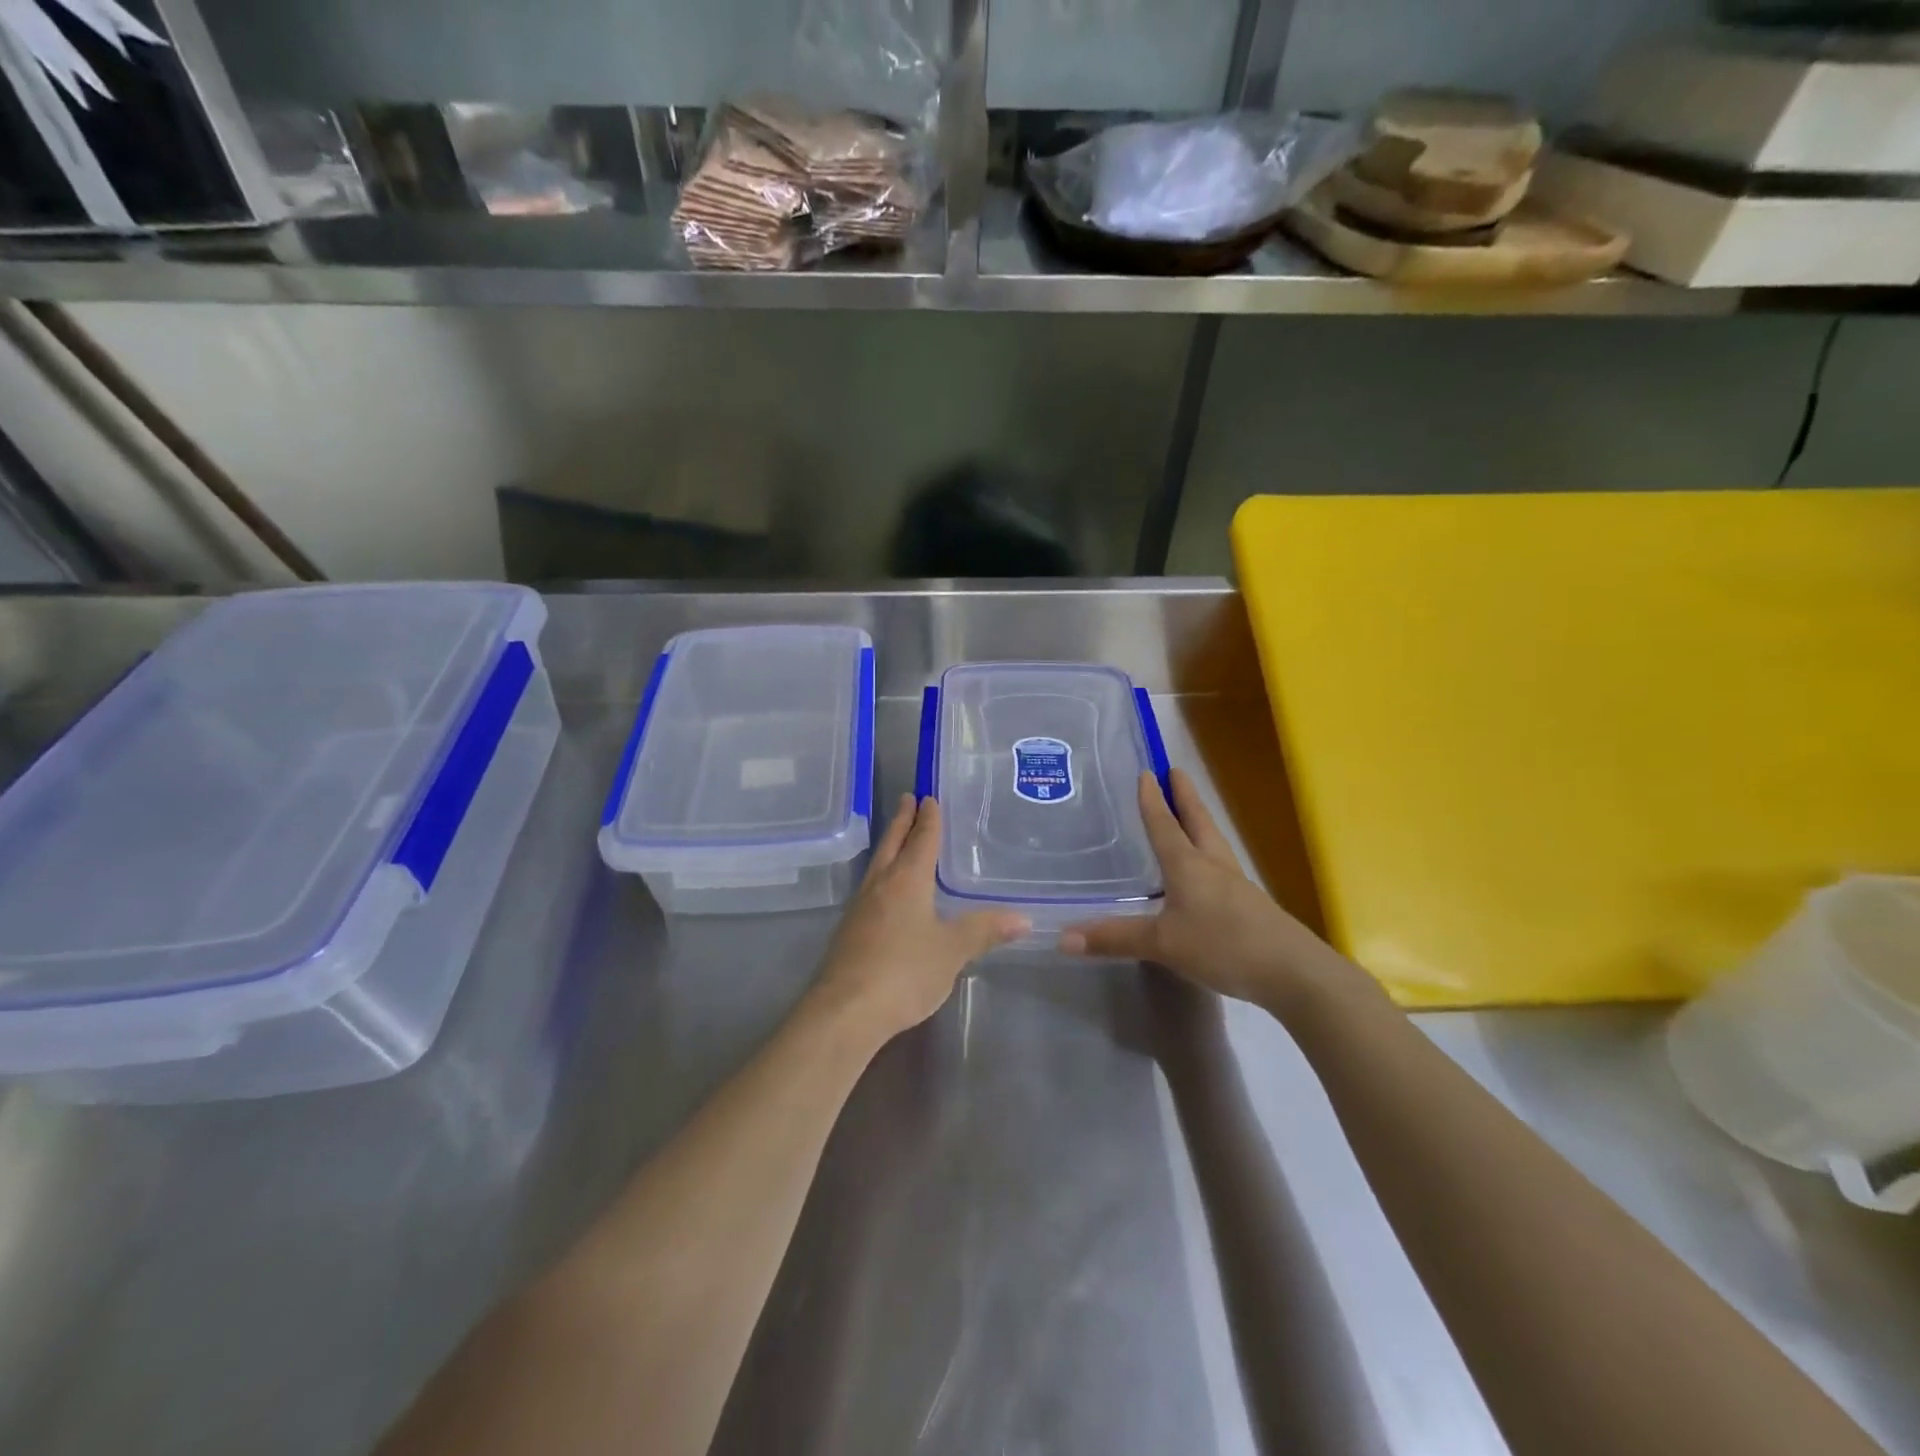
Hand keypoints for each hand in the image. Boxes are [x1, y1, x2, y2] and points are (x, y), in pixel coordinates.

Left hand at [812, 794, 1027, 1043]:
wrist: (846, 1010)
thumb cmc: (904, 971)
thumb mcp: (952, 951)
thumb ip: (984, 931)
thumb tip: (1023, 918)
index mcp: (907, 880)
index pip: (921, 840)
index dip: (928, 819)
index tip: (928, 798)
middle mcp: (880, 885)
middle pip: (892, 844)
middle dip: (902, 821)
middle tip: (908, 799)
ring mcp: (860, 908)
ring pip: (878, 865)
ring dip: (890, 846)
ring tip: (898, 838)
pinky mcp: (849, 931)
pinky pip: (870, 888)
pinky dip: (882, 875)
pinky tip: (886, 890)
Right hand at [1059, 769, 1360, 1018]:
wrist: (1292, 972)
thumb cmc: (1223, 945)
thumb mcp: (1163, 944)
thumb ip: (1115, 938)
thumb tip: (1062, 937)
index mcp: (1188, 865)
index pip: (1165, 825)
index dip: (1153, 800)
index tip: (1147, 772)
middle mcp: (1213, 866)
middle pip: (1197, 822)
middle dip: (1185, 797)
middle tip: (1175, 771)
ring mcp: (1235, 885)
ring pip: (1213, 842)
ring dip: (1199, 822)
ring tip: (1189, 813)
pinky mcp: (1250, 905)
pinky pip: (1221, 868)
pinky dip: (1207, 854)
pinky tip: (1204, 871)